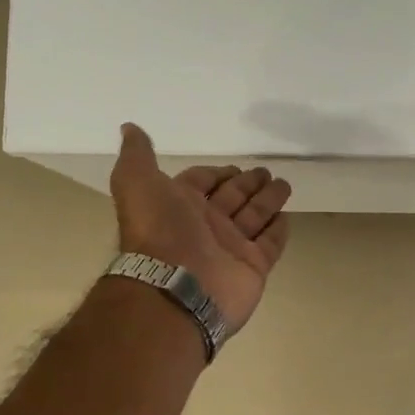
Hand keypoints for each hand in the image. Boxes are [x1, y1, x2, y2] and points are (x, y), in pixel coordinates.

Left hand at [110, 123, 292, 333]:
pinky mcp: (253, 266)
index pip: (202, 182)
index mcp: (178, 205)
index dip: (217, 173)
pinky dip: (278, 230)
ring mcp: (230, 248)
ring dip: (268, 200)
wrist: (176, 287)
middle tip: (266, 171)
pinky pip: (270, 244)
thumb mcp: (137, 182)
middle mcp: (204, 226)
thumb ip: (137, 155)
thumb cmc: (159, 231)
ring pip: (254, 217)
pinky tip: (286, 215)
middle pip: (232, 198)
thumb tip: (128, 127)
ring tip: (284, 184)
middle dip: (248, 184)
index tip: (236, 166)